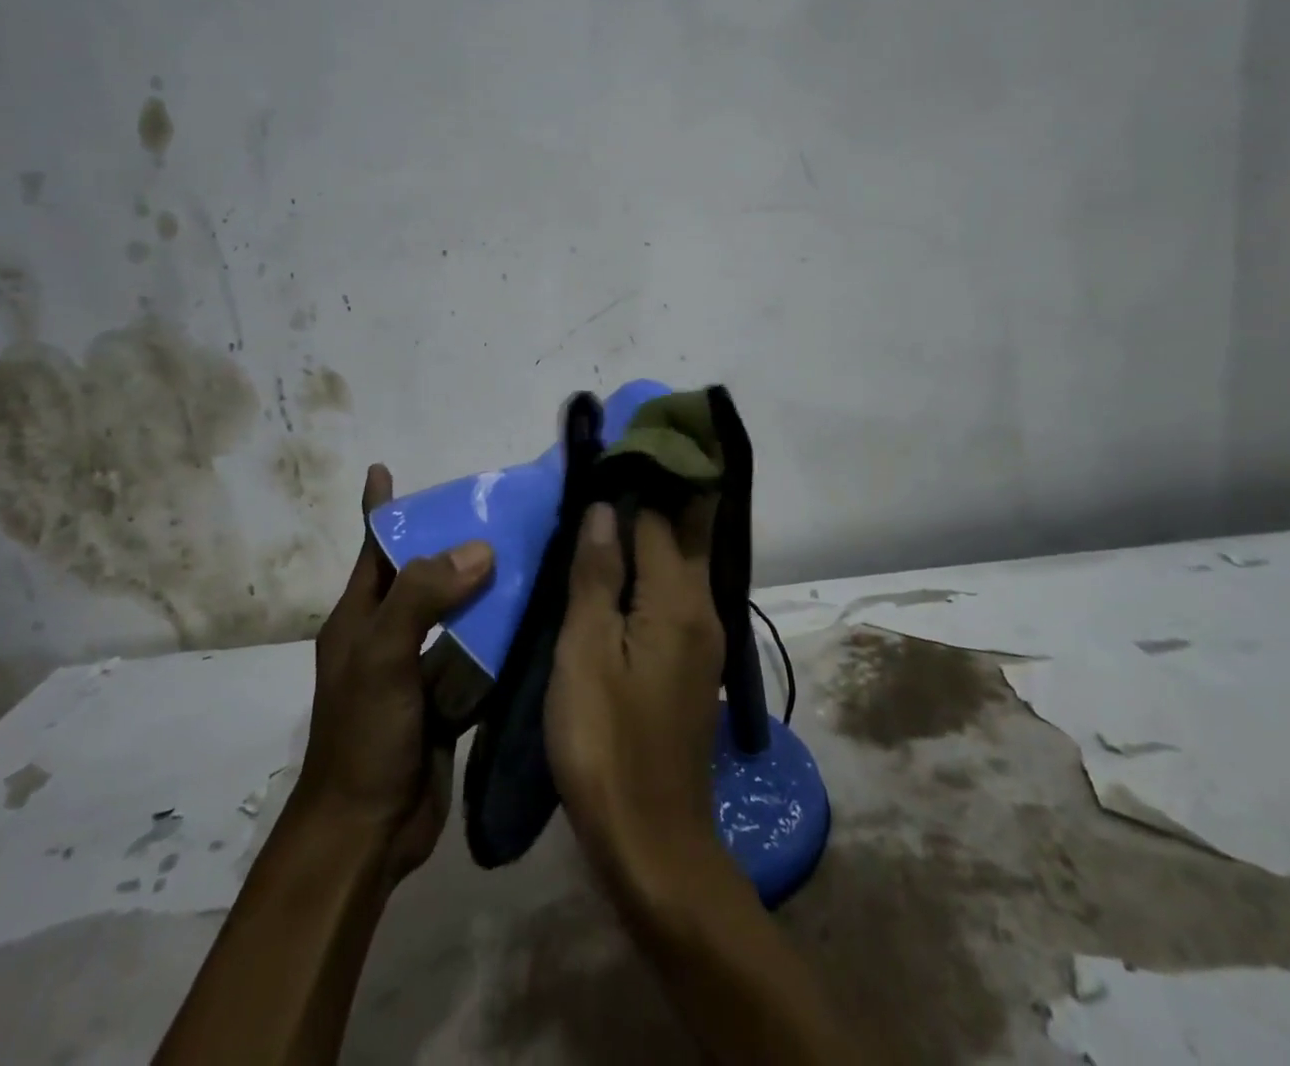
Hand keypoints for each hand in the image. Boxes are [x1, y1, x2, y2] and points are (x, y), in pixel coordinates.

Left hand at [290, 464, 493, 887]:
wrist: (367, 833)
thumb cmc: (363, 736)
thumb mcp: (382, 656)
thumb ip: (422, 597)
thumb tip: (479, 549)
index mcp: (360, 616)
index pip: (372, 547)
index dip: (378, 508)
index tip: (386, 468)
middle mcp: (390, 633)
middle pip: (424, 573)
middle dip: (453, 541)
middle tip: (498, 507)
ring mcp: (421, 667)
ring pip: (459, 611)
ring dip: (487, 586)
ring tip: (530, 549)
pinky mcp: (449, 697)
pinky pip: (479, 651)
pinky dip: (502, 631)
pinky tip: (536, 610)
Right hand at [546, 500, 728, 907]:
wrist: (654, 842)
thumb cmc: (607, 743)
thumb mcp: (585, 655)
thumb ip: (596, 576)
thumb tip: (605, 508)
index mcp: (679, 598)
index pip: (661, 515)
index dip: (635, 479)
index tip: (608, 448)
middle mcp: (704, 606)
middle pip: (686, 530)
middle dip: (657, 491)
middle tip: (610, 466)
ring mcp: (704, 636)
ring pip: (683, 560)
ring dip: (654, 528)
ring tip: (607, 505)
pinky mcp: (693, 662)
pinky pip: (676, 592)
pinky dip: (653, 565)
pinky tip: (619, 567)